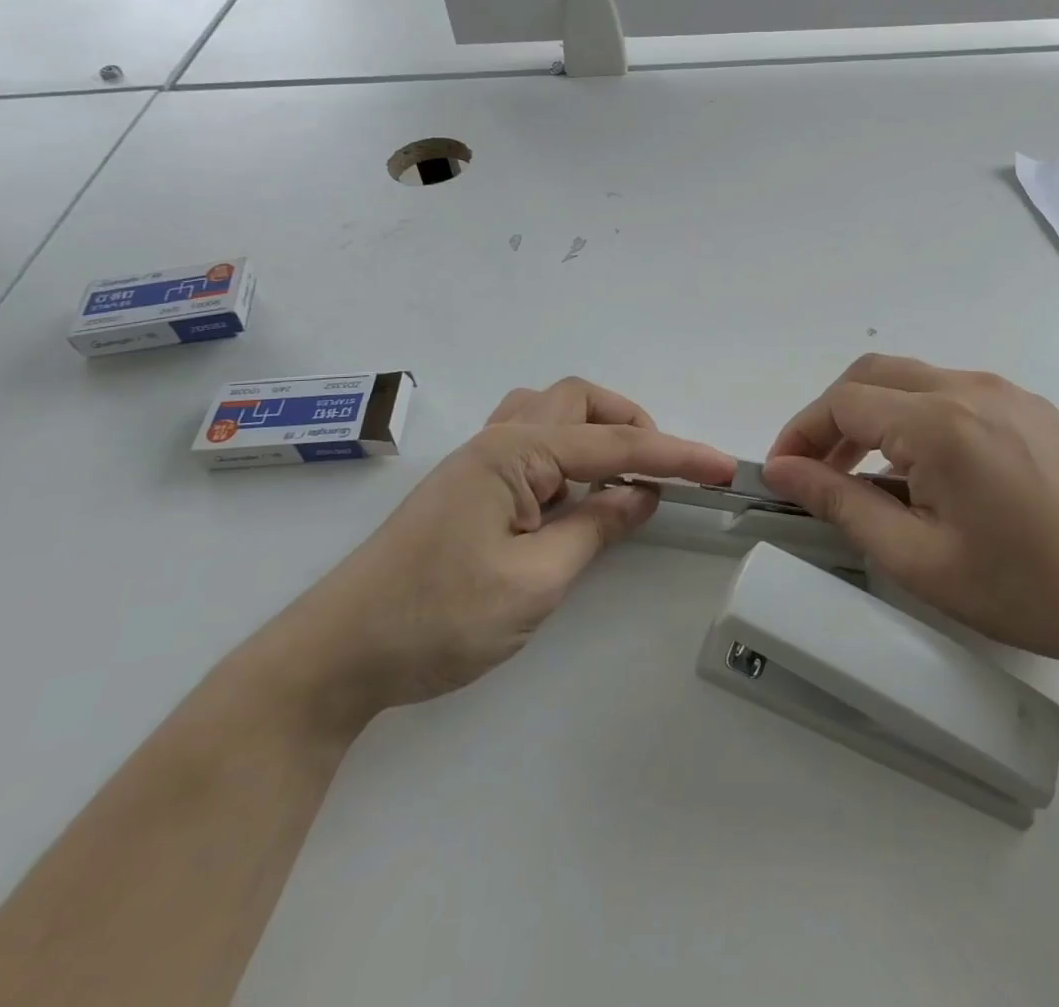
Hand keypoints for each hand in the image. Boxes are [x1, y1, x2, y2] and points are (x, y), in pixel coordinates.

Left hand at [250, 378, 735, 731]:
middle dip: (631, 425)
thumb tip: (641, 497)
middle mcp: (497, 439)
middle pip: (579, 401)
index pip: (615, 446)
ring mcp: (477, 460)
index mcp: (515, 452)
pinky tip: (573, 492)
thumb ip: (595, 528)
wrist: (335, 656)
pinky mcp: (468, 484)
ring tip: (621, 477)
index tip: (723, 467)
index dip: (675, 456)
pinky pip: (531, 441)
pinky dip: (569, 452)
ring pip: (551, 413)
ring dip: (596, 431)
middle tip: (661, 472)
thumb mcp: (534, 582)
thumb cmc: (436, 619)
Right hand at [762, 355, 1058, 683]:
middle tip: (815, 472)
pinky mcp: (1030, 408)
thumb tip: (784, 472)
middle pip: (872, 375)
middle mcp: (970, 387)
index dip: (801, 434)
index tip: (780, 474)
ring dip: (873, 416)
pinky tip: (923, 471)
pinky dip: (914, 418)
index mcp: (940, 422)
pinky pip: (951, 394)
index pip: (843, 402)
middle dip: (831, 417)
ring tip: (864, 477)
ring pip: (912, 380)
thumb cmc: (1025, 588)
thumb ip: (842, 505)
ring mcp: (1006, 392)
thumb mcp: (919, 558)